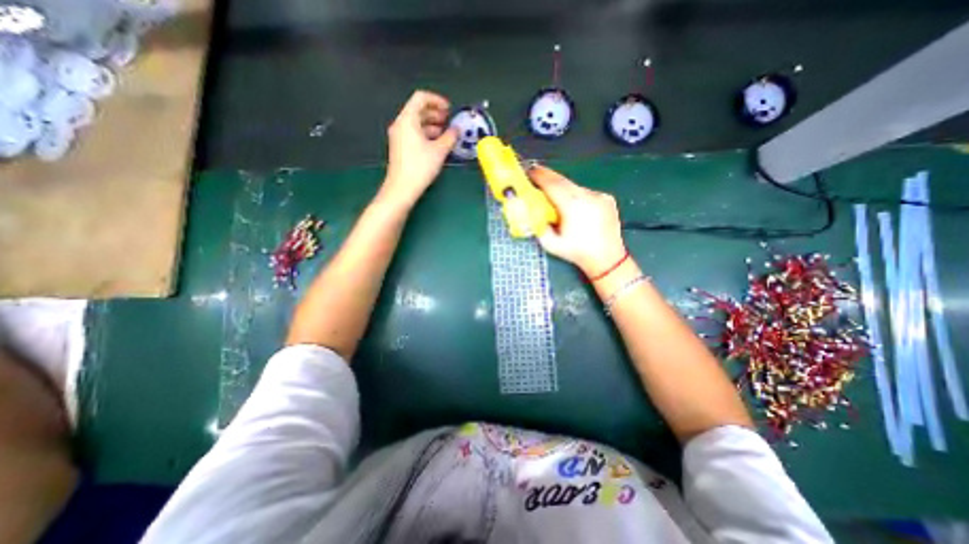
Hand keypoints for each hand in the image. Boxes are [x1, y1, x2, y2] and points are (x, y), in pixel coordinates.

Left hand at [383, 90, 457, 206]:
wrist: (402, 188)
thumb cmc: (420, 167)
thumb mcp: (439, 151)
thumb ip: (450, 137)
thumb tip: (457, 130)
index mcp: (407, 119)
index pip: (421, 98)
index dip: (437, 100)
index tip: (449, 109)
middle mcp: (400, 124)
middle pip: (418, 110)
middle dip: (435, 113)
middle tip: (449, 121)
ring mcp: (398, 136)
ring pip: (416, 123)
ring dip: (432, 125)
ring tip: (446, 133)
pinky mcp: (400, 147)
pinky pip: (413, 133)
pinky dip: (426, 134)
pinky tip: (436, 144)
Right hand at [526, 163, 623, 276]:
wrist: (608, 259)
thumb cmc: (577, 253)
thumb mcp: (551, 245)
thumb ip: (538, 226)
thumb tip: (530, 211)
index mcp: (573, 207)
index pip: (553, 185)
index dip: (540, 176)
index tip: (529, 171)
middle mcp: (587, 197)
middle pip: (563, 180)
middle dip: (548, 176)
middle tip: (535, 172)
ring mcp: (599, 196)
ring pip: (575, 186)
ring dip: (562, 186)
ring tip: (552, 190)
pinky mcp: (607, 198)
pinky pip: (586, 192)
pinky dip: (575, 194)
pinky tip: (573, 204)